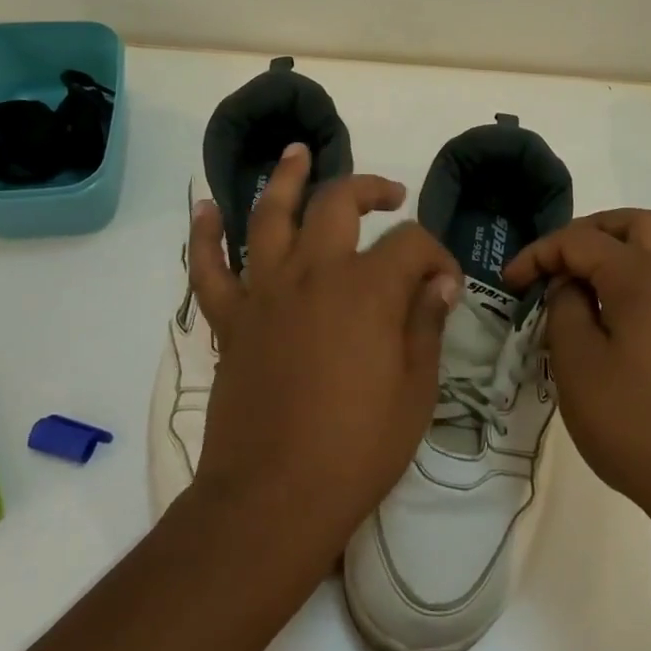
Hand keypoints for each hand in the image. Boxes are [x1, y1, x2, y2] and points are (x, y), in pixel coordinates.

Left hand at [186, 143, 461, 562]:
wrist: (273, 498)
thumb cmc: (357, 449)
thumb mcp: (415, 391)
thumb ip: (425, 325)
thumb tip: (438, 283)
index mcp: (368, 289)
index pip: (412, 244)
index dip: (437, 256)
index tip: (445, 285)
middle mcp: (315, 273)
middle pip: (338, 203)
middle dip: (369, 188)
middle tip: (389, 194)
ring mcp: (266, 292)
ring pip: (269, 215)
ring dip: (284, 179)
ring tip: (296, 152)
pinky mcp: (231, 319)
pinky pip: (209, 268)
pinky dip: (205, 235)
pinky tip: (206, 208)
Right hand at [504, 209, 650, 536]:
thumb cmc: (637, 423)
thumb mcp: (578, 365)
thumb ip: (565, 310)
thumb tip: (568, 287)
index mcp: (643, 277)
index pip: (581, 240)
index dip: (539, 253)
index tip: (510, 281)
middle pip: (633, 224)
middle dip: (588, 232)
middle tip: (556, 262)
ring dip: (614, 255)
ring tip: (577, 292)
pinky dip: (632, 282)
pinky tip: (608, 324)